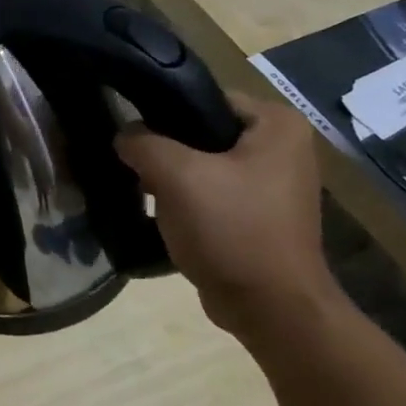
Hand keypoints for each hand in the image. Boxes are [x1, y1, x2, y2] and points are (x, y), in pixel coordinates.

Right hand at [114, 92, 339, 335]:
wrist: (270, 307)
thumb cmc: (232, 229)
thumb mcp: (176, 175)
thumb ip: (142, 142)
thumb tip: (123, 135)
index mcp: (276, 125)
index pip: (204, 97)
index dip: (162, 111)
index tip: (129, 131)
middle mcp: (282, 149)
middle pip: (202, 132)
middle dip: (164, 147)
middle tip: (130, 163)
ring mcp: (272, 185)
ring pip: (203, 165)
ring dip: (170, 177)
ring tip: (139, 188)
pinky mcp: (258, 217)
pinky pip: (210, 193)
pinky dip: (184, 200)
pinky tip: (160, 214)